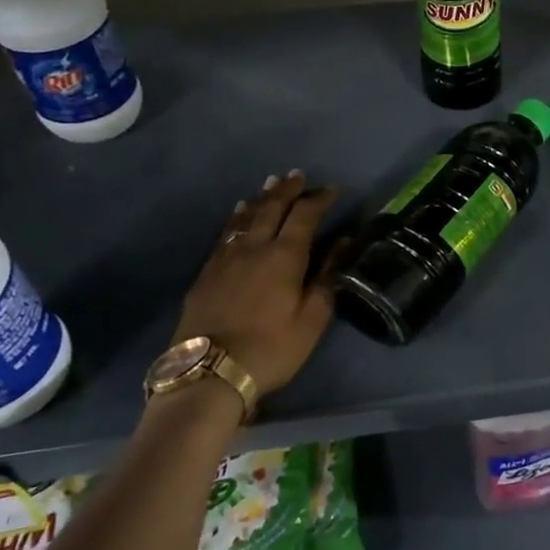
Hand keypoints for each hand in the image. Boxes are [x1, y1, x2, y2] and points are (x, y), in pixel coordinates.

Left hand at [173, 171, 340, 395]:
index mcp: (285, 256)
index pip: (305, 216)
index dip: (319, 200)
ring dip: (262, 198)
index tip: (332, 190)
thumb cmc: (272, 348)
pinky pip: (226, 233)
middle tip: (299, 176)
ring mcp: (226, 258)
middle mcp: (254, 247)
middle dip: (288, 190)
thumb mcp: (312, 318)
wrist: (208, 373)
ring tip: (271, 184)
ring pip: (246, 217)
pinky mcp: (206, 273)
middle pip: (272, 208)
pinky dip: (237, 218)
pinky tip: (238, 214)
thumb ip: (328, 276)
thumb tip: (343, 242)